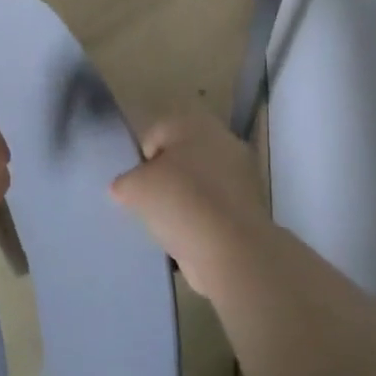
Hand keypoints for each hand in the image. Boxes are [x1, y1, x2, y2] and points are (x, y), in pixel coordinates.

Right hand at [110, 111, 277, 300]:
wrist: (233, 252)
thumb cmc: (181, 203)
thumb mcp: (135, 188)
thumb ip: (124, 182)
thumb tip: (123, 188)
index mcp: (195, 124)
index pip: (156, 133)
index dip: (140, 160)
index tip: (135, 187)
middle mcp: (223, 140)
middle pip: (181, 157)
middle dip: (164, 178)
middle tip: (150, 203)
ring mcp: (242, 175)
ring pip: (200, 183)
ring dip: (184, 200)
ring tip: (169, 225)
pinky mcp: (252, 208)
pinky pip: (215, 208)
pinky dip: (202, 220)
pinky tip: (190, 239)